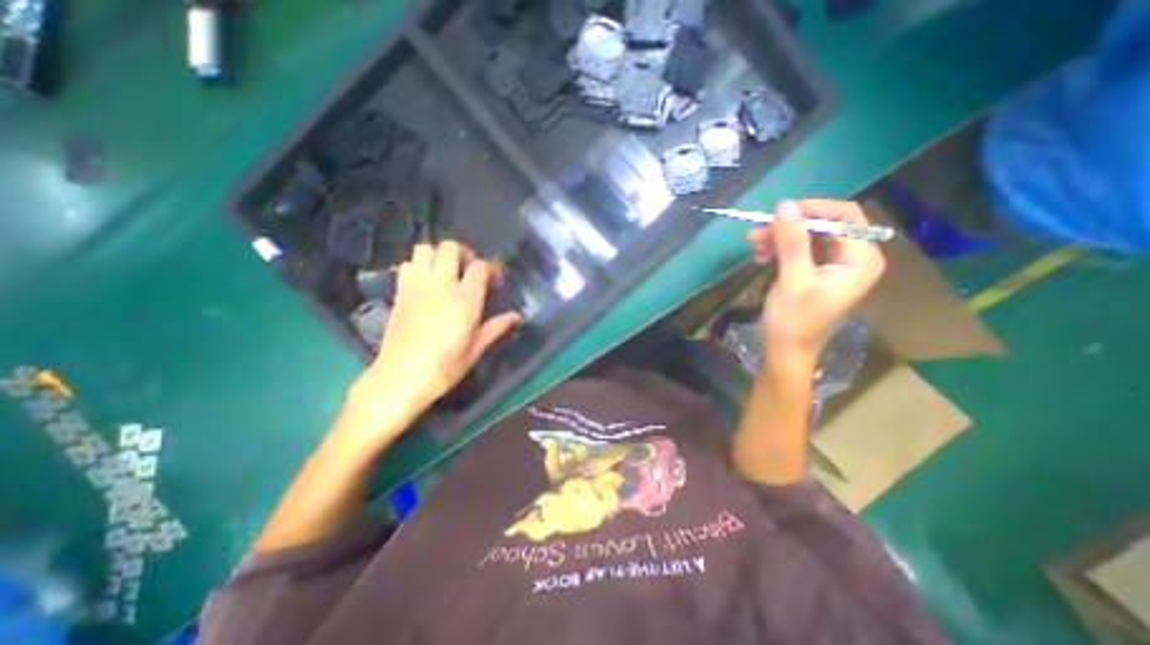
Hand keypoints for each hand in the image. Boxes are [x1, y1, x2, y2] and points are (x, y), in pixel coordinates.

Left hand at [349, 243, 524, 416]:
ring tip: (447, 272)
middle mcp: (441, 285)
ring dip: (439, 255)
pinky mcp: (400, 292)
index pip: (480, 267)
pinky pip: (409, 264)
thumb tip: (516, 315)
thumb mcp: (476, 349)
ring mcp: (417, 286)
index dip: (491, 269)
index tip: (495, 282)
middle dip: (464, 253)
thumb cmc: (445, 367)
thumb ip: (496, 327)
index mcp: (465, 300)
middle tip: (470, 271)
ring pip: (425, 249)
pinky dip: (419, 265)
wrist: (400, 378)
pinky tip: (427, 283)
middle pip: (450, 248)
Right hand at [752, 199, 882, 357]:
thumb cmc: (793, 319)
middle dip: (789, 227)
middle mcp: (853, 257)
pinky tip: (761, 255)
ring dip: (779, 237)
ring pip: (808, 236)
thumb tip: (784, 204)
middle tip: (757, 232)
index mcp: (860, 258)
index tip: (778, 213)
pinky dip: (780, 248)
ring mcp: (834, 265)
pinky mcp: (817, 271)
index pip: (844, 217)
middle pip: (823, 226)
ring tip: (754, 245)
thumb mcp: (793, 278)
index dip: (812, 210)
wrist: (785, 349)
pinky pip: (800, 249)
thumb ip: (792, 241)